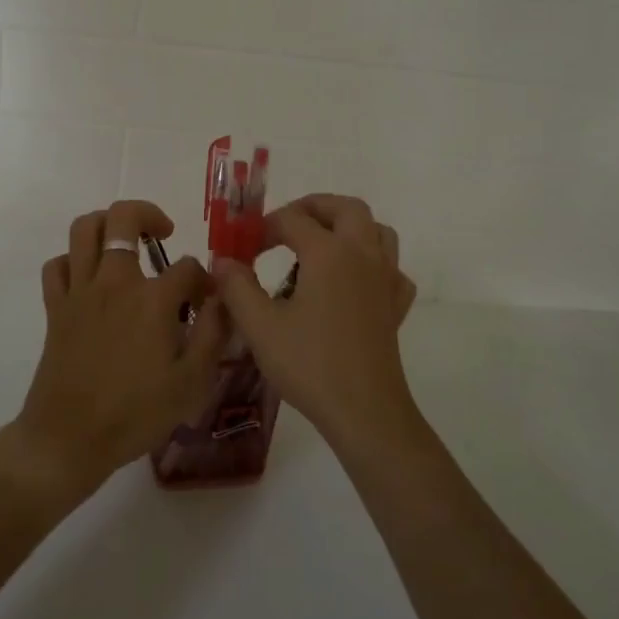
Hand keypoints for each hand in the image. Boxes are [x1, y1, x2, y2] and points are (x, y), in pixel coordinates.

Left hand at [14, 200, 228, 499]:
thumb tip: (221, 299)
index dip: (203, 280)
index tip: (206, 301)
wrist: (69, 438)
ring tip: (125, 241)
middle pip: (124, 218)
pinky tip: (89, 277)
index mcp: (152, 300)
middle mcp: (114, 282)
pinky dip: (73, 261)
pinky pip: (57, 265)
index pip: (187, 267)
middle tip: (163, 233)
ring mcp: (80, 291)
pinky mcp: (55, 307)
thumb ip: (213, 333)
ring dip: (106, 223)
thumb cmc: (136, 414)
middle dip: (148, 215)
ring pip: (84, 229)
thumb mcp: (192, 382)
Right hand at [212, 194, 418, 452]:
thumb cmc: (309, 364)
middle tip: (286, 225)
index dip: (263, 228)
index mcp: (328, 252)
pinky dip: (373, 262)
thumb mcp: (260, 326)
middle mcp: (362, 254)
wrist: (364, 410)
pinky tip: (354, 282)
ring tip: (321, 245)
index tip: (244, 249)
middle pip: (345, 208)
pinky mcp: (396, 305)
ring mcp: (385, 278)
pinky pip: (391, 267)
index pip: (292, 218)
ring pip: (377, 230)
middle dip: (314, 208)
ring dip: (349, 227)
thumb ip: (237, 286)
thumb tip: (222, 261)